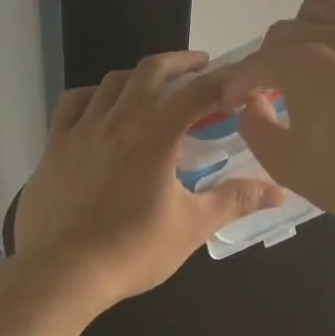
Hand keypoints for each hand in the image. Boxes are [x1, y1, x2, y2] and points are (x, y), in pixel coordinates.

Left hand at [13, 50, 285, 307]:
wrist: (62, 273)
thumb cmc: (132, 249)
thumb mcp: (192, 226)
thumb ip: (235, 201)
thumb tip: (279, 191)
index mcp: (156, 133)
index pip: (198, 91)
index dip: (223, 81)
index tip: (239, 82)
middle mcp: (119, 118)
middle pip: (152, 70)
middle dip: (180, 62)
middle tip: (201, 66)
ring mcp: (82, 128)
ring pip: (113, 81)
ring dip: (139, 76)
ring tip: (154, 86)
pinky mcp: (55, 143)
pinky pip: (73, 103)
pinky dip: (93, 95)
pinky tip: (101, 106)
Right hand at [214, 0, 334, 236]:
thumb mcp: (290, 166)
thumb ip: (256, 130)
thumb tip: (249, 105)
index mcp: (301, 65)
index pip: (255, 63)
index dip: (237, 84)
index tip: (234, 104)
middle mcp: (333, 37)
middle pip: (284, 31)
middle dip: (267, 59)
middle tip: (271, 91)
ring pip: (323, 5)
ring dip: (304, 28)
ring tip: (310, 59)